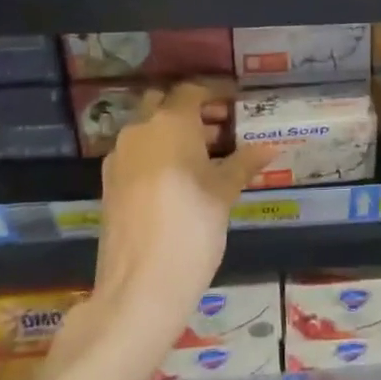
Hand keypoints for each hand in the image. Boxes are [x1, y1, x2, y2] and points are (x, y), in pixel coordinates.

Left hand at [83, 82, 271, 346]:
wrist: (139, 288)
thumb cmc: (191, 229)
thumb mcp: (224, 194)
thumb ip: (244, 163)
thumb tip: (270, 146)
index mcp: (170, 122)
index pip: (193, 90)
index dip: (216, 93)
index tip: (238, 103)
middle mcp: (140, 130)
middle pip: (165, 104)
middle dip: (192, 110)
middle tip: (222, 126)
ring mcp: (120, 156)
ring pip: (149, 128)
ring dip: (175, 132)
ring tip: (209, 156)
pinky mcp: (110, 183)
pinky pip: (138, 153)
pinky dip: (158, 153)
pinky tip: (182, 179)